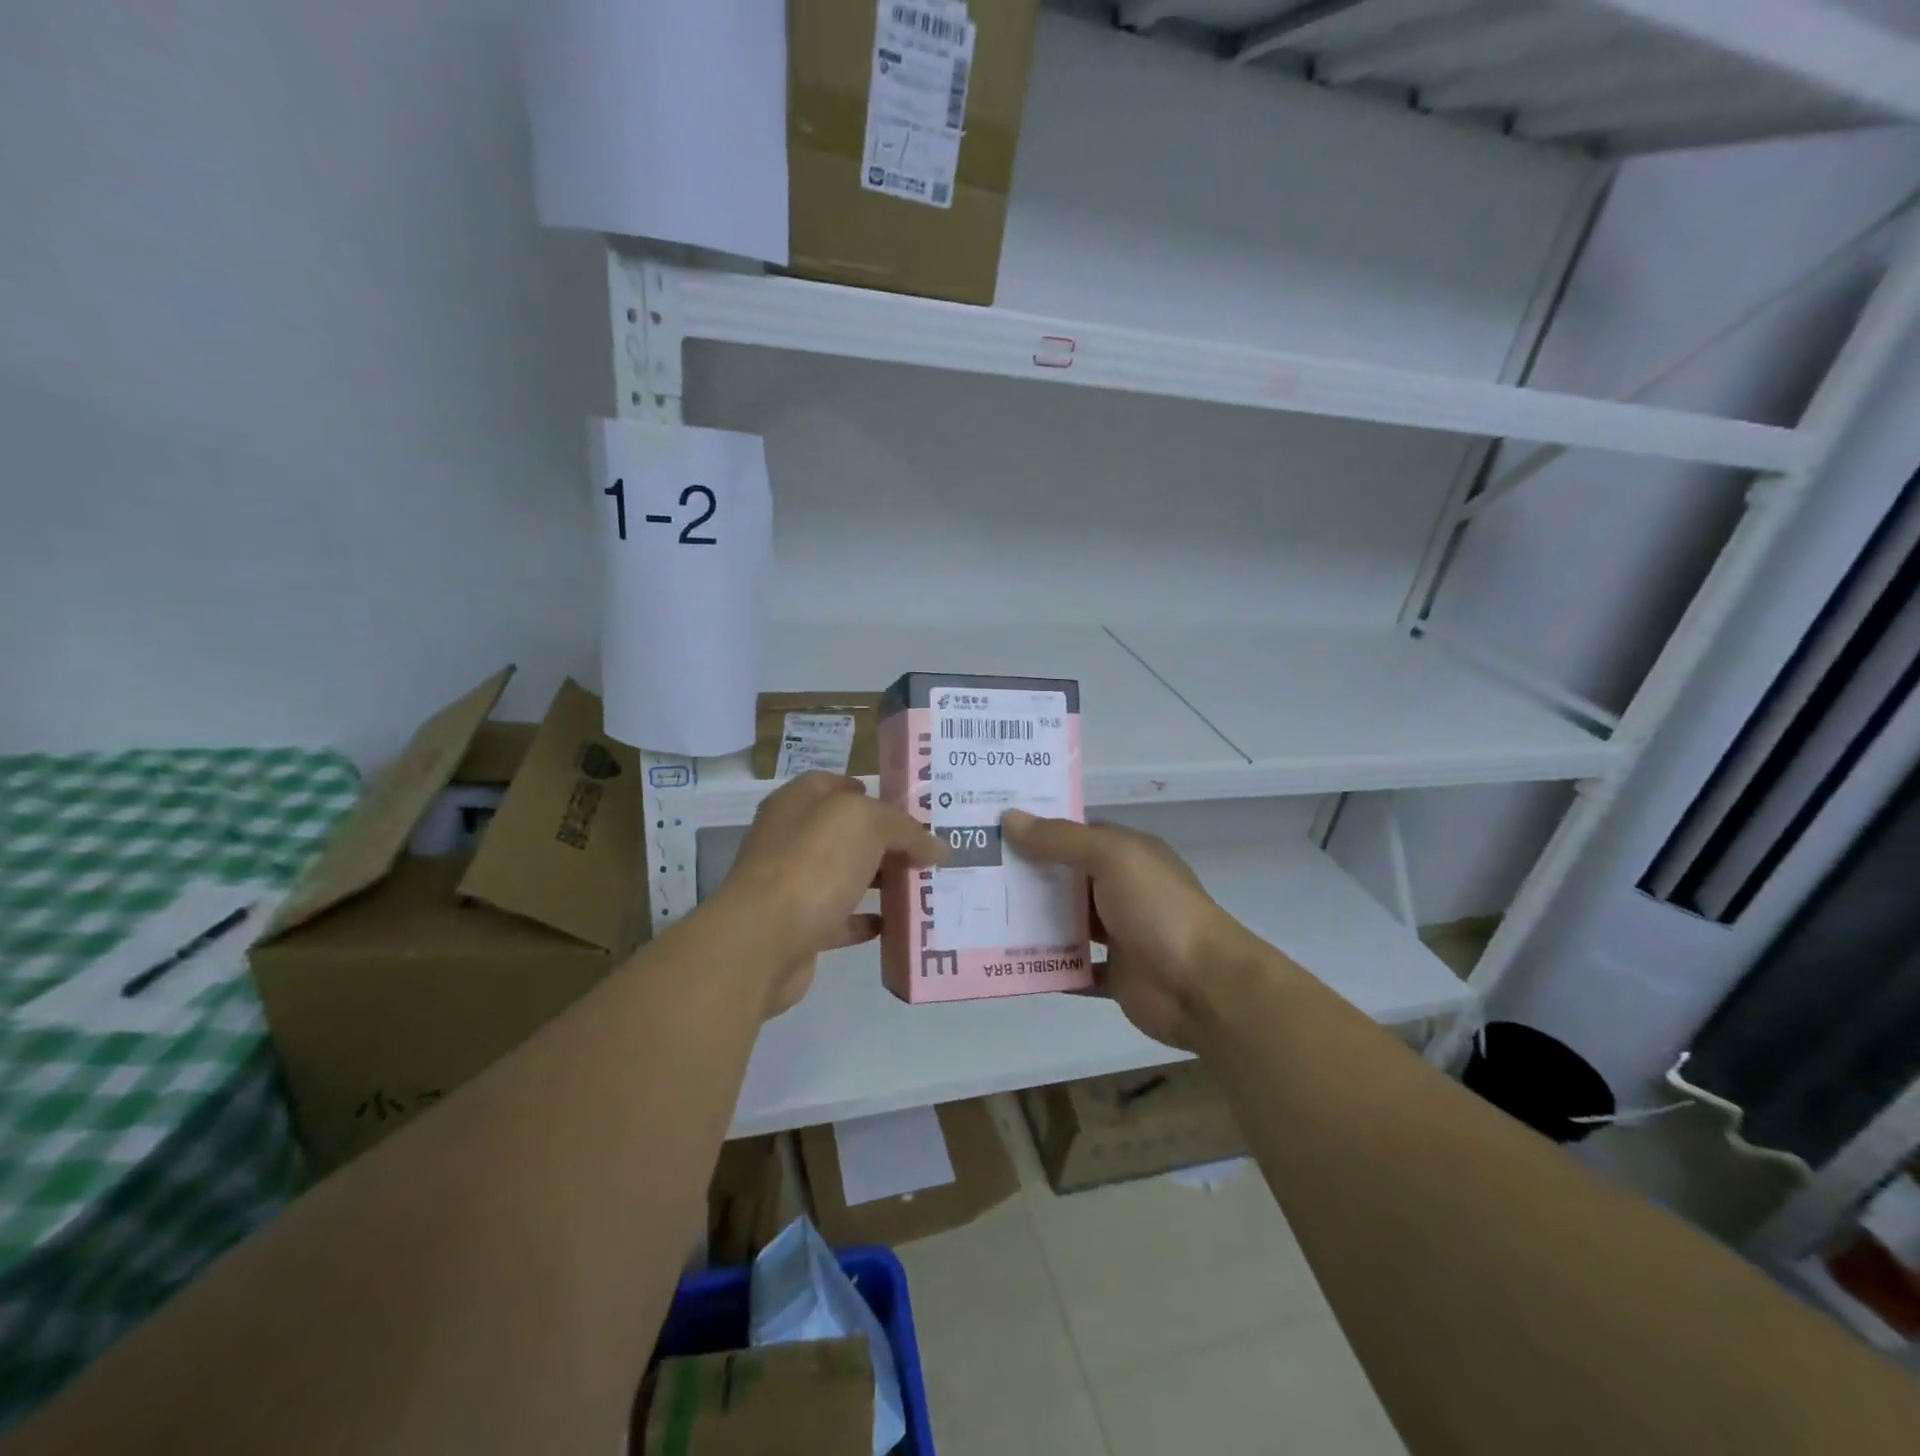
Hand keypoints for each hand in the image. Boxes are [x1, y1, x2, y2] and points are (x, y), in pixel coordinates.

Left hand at [717, 773, 944, 1016]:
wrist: (764, 940)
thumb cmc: (814, 863)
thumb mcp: (868, 824)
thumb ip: (905, 829)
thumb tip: (936, 846)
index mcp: (798, 803)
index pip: (834, 785)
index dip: (870, 791)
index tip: (908, 808)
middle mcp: (789, 838)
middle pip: (843, 832)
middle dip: (883, 840)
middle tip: (925, 850)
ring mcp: (791, 884)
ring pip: (842, 874)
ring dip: (877, 879)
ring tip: (919, 885)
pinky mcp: (798, 926)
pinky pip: (839, 918)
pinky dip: (865, 920)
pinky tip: (894, 924)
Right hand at [1003, 812, 1254, 1049]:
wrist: (1203, 985)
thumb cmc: (1158, 909)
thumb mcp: (1111, 858)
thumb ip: (1061, 840)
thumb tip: (1011, 817)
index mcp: (1126, 855)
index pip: (1075, 834)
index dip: (1037, 830)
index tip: (993, 829)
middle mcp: (1121, 889)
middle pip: (1065, 878)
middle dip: (1025, 877)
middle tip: (973, 874)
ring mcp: (1119, 934)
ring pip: (1066, 923)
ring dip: (1032, 922)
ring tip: (980, 916)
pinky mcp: (1114, 975)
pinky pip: (1073, 969)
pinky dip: (1048, 967)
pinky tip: (1010, 962)